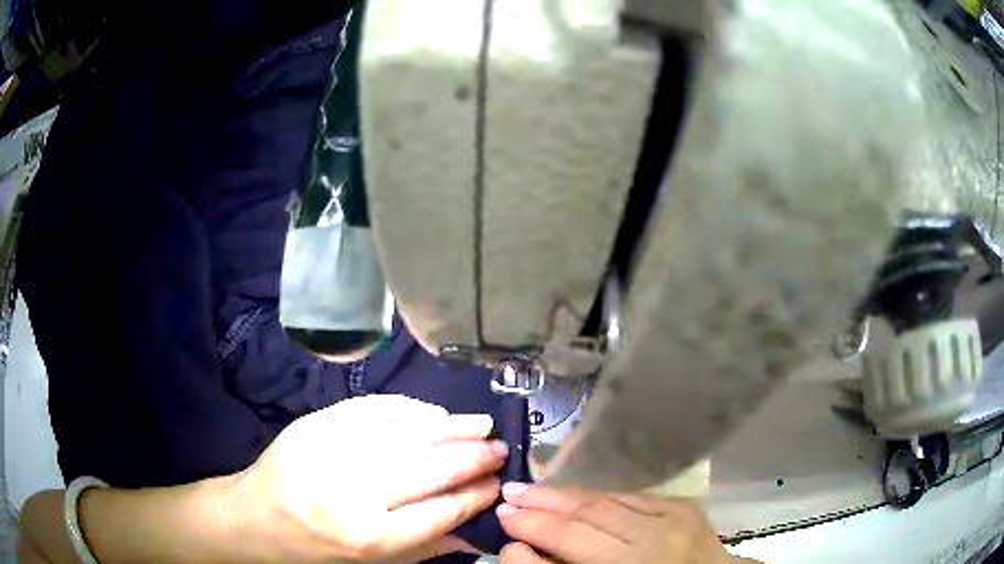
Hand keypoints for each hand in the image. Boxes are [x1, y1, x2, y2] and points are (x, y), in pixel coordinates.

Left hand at [230, 395, 507, 562]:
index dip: (475, 496)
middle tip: (498, 448)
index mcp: (370, 537)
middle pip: (429, 469)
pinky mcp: (315, 424)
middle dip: (471, 458)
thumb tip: (475, 531)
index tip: (497, 484)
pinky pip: (372, 410)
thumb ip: (425, 547)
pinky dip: (408, 410)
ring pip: (405, 434)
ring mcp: (332, 452)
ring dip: (449, 428)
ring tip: (479, 424)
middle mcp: (353, 494)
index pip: (440, 511)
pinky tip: (432, 414)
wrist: (253, 518)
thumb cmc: (315, 551)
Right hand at [496, 484, 730, 563]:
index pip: (568, 547)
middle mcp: (648, 548)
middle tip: (506, 496)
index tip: (501, 522)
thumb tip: (520, 547)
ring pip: (604, 502)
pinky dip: (598, 494)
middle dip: (538, 509)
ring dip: (562, 494)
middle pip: (582, 523)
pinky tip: (575, 492)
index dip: (529, 533)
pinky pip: (630, 495)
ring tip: (530, 487)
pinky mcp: (683, 507)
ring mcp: (671, 522)